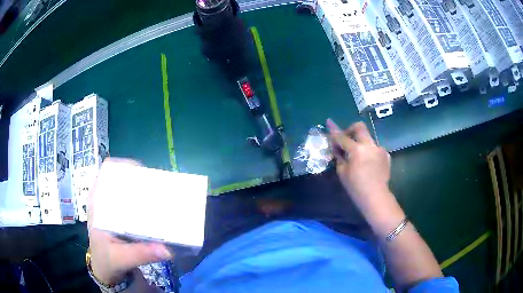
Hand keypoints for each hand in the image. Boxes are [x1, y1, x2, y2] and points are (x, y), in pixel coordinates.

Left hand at [87, 158, 172, 284]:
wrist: (104, 270)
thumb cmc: (107, 261)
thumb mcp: (121, 258)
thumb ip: (140, 254)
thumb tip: (167, 249)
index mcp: (97, 204)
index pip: (107, 172)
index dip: (124, 165)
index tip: (143, 174)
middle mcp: (103, 200)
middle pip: (119, 177)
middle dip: (138, 178)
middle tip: (157, 187)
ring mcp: (110, 207)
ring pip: (125, 188)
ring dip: (141, 189)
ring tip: (159, 195)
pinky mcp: (117, 215)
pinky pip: (129, 201)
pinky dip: (141, 200)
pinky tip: (153, 208)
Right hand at [327, 119, 390, 208]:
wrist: (376, 197)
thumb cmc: (356, 187)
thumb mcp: (342, 172)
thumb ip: (339, 156)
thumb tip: (336, 147)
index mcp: (357, 150)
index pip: (342, 137)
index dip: (334, 130)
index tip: (329, 121)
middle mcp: (369, 145)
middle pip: (360, 127)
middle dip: (351, 129)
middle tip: (346, 138)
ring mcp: (379, 149)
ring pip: (368, 138)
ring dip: (361, 143)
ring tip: (358, 156)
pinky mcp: (386, 155)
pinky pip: (375, 148)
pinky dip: (369, 152)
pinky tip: (368, 163)